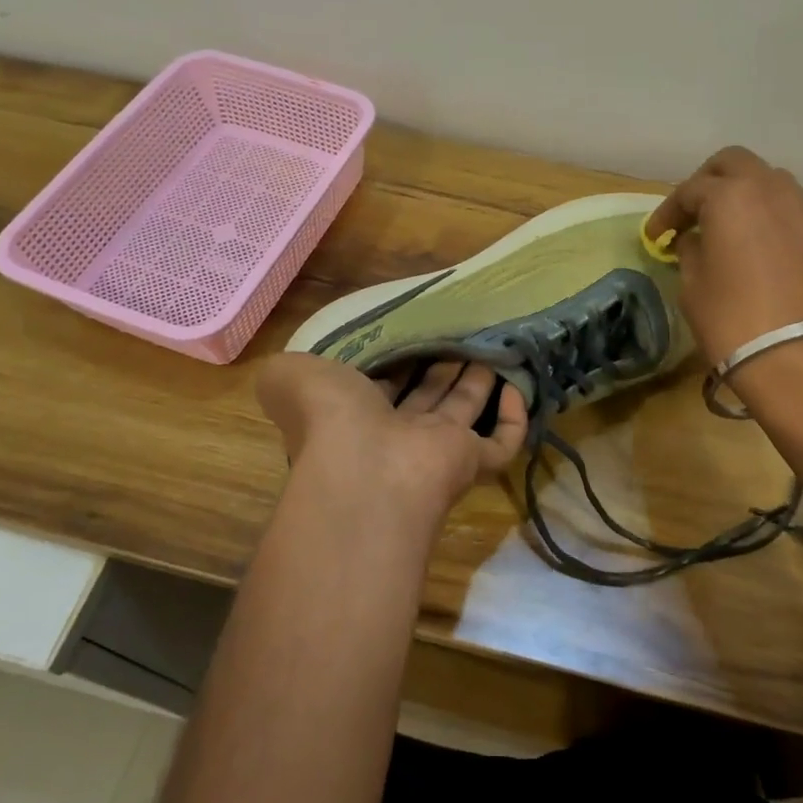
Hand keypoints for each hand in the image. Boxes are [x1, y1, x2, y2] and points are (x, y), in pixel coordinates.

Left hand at [256, 353, 526, 519]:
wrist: (368, 472)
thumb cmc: (330, 418)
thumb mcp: (290, 378)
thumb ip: (285, 370)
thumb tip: (284, 368)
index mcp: (353, 417)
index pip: (378, 386)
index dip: (393, 360)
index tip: (410, 331)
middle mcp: (395, 435)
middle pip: (425, 396)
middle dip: (440, 366)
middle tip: (459, 333)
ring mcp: (435, 452)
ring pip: (462, 411)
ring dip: (477, 380)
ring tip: (490, 344)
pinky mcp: (471, 464)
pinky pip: (501, 444)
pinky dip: (513, 418)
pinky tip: (517, 385)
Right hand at [644, 146, 802, 365]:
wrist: (801, 357)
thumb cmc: (732, 319)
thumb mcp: (693, 286)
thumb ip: (690, 252)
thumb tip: (695, 240)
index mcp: (730, 195)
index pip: (690, 190)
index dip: (667, 213)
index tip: (655, 237)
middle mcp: (768, 188)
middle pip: (732, 163)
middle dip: (706, 182)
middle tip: (689, 213)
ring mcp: (799, 208)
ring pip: (765, 179)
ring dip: (739, 193)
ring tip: (720, 225)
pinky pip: (784, 206)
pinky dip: (762, 213)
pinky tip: (748, 242)